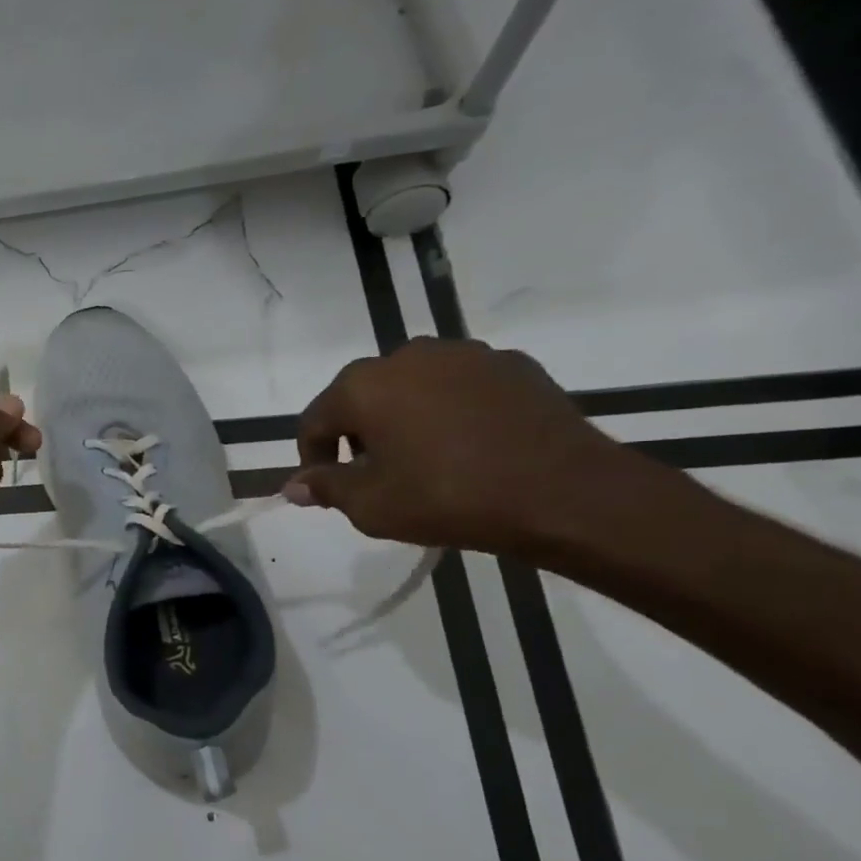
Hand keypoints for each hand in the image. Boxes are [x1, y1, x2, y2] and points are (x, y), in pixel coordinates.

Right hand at [284, 338, 630, 554]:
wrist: (566, 494)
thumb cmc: (449, 498)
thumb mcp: (371, 506)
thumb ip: (325, 488)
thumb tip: (294, 486)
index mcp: (364, 386)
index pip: (316, 419)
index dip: (312, 456)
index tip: (324, 487)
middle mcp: (407, 356)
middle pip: (362, 396)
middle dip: (358, 433)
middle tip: (373, 475)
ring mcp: (465, 355)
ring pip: (412, 386)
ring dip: (404, 417)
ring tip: (422, 459)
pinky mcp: (513, 365)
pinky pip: (460, 387)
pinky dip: (450, 411)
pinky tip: (467, 447)